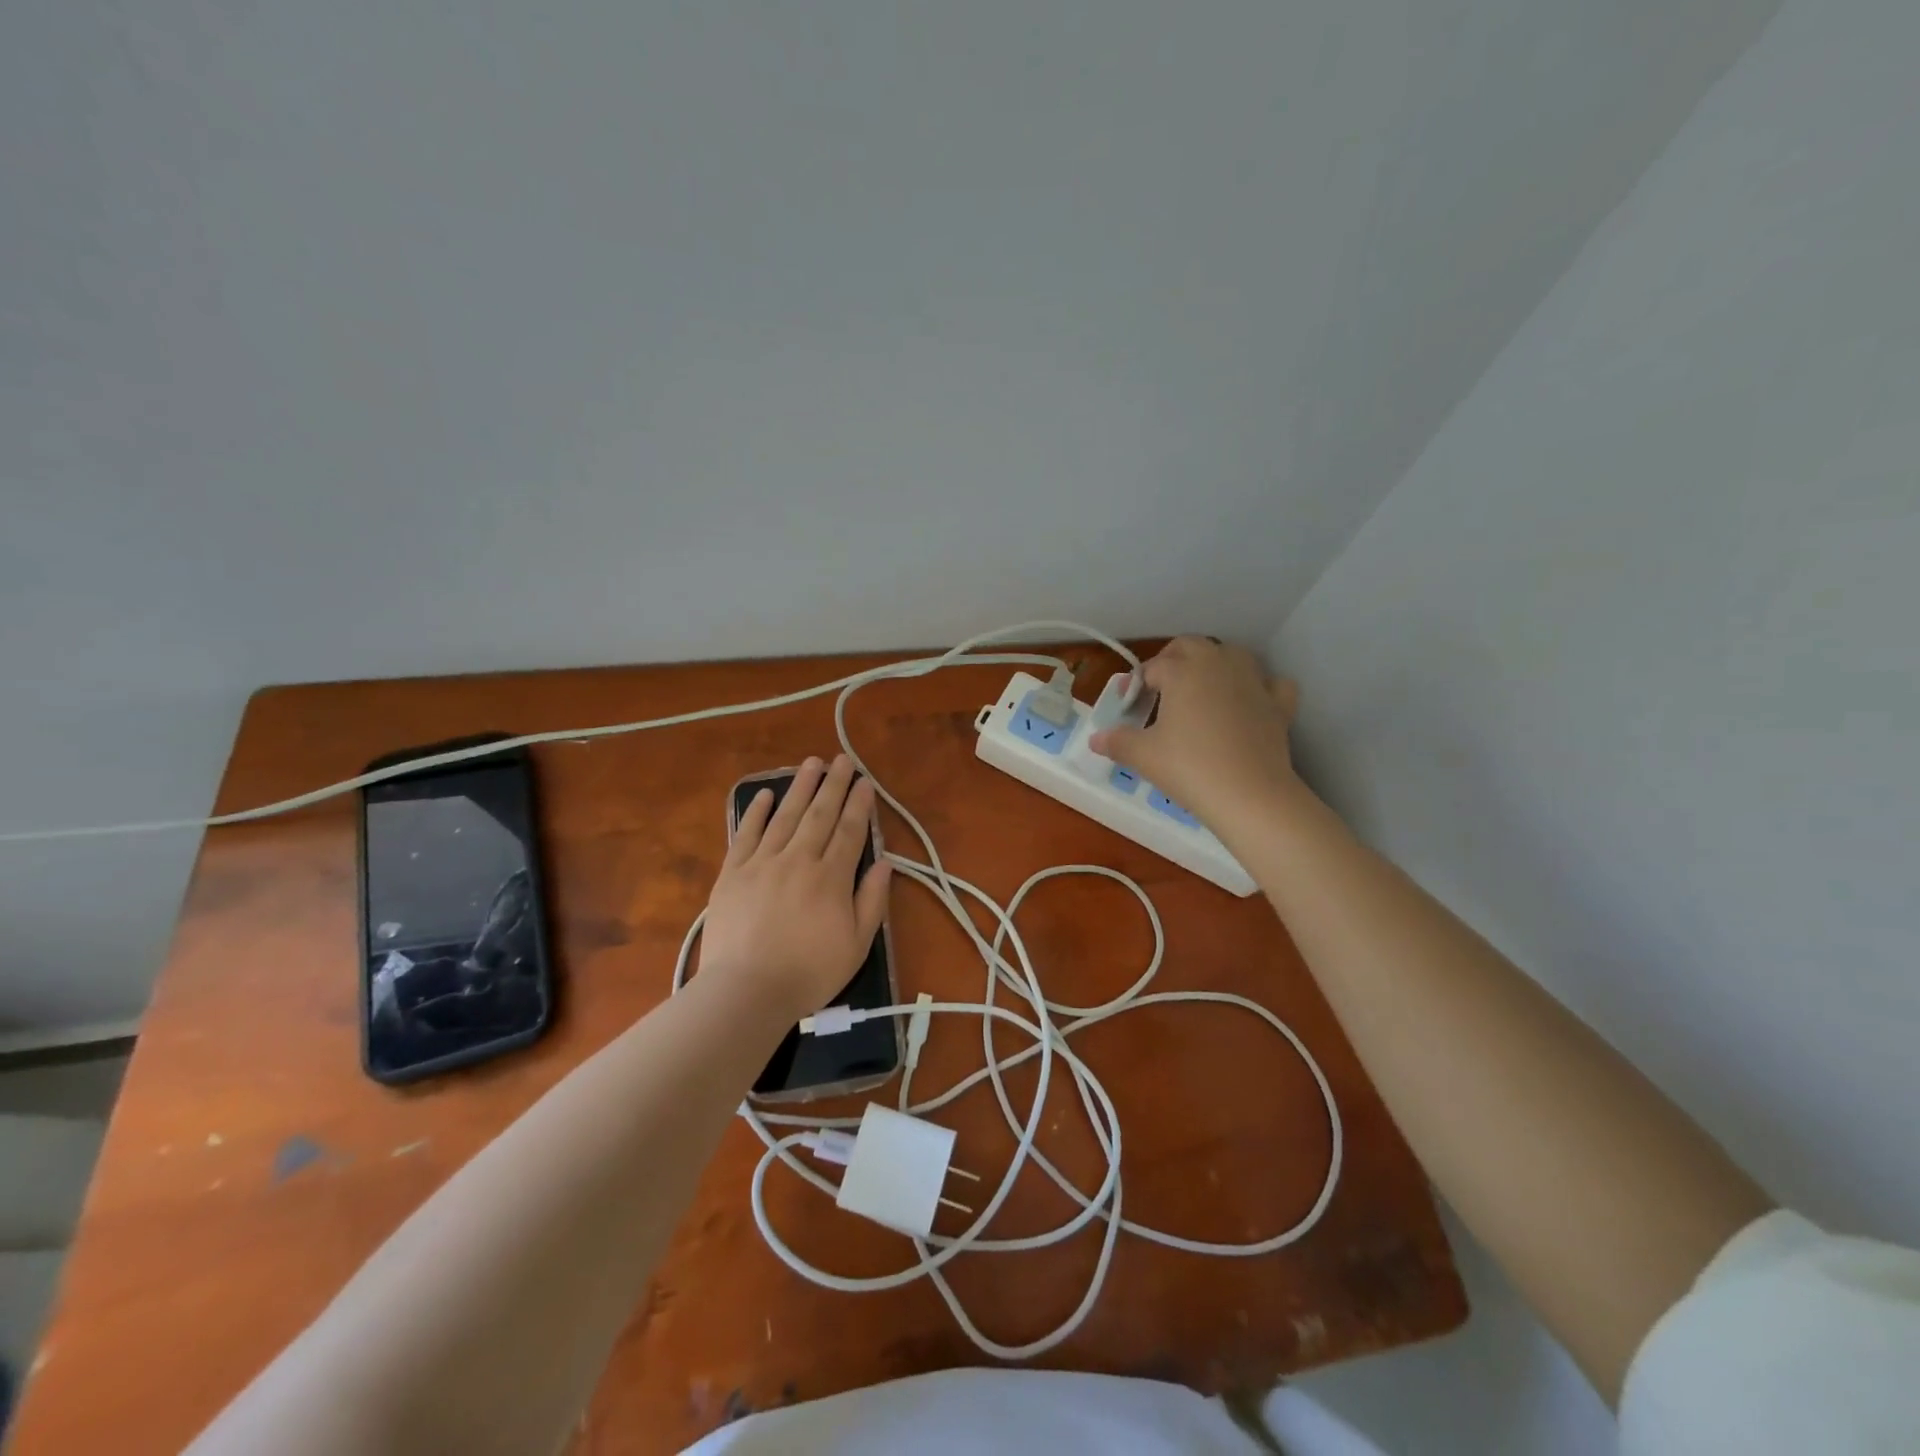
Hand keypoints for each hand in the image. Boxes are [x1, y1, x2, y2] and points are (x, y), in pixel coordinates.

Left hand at [698, 755, 892, 1022]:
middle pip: (820, 814)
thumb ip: (871, 901)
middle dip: (834, 785)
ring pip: (785, 816)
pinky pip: (746, 834)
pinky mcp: (732, 873)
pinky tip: (764, 795)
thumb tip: (884, 864)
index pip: (849, 831)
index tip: (866, 783)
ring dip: (800, 787)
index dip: (859, 805)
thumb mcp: (857, 945)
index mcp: (831, 878)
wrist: (746, 991)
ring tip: (811, 764)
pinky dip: (755, 812)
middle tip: (843, 760)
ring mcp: (762, 863)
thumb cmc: (808, 973)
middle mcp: (798, 860)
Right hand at [1089, 637, 1302, 831]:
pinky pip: (1270, 683)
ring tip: (1201, 690)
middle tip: (1159, 688)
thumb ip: (1117, 742)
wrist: (1250, 794)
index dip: (1136, 683)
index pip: (1153, 667)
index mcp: (1183, 671)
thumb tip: (1095, 739)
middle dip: (1172, 660)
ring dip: (1214, 664)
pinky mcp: (1279, 704)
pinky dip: (1259, 687)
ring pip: (1232, 655)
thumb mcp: (1143, 756)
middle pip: (1192, 646)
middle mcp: (1219, 665)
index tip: (1127, 704)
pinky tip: (1249, 702)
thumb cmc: (1189, 768)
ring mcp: (1254, 681)